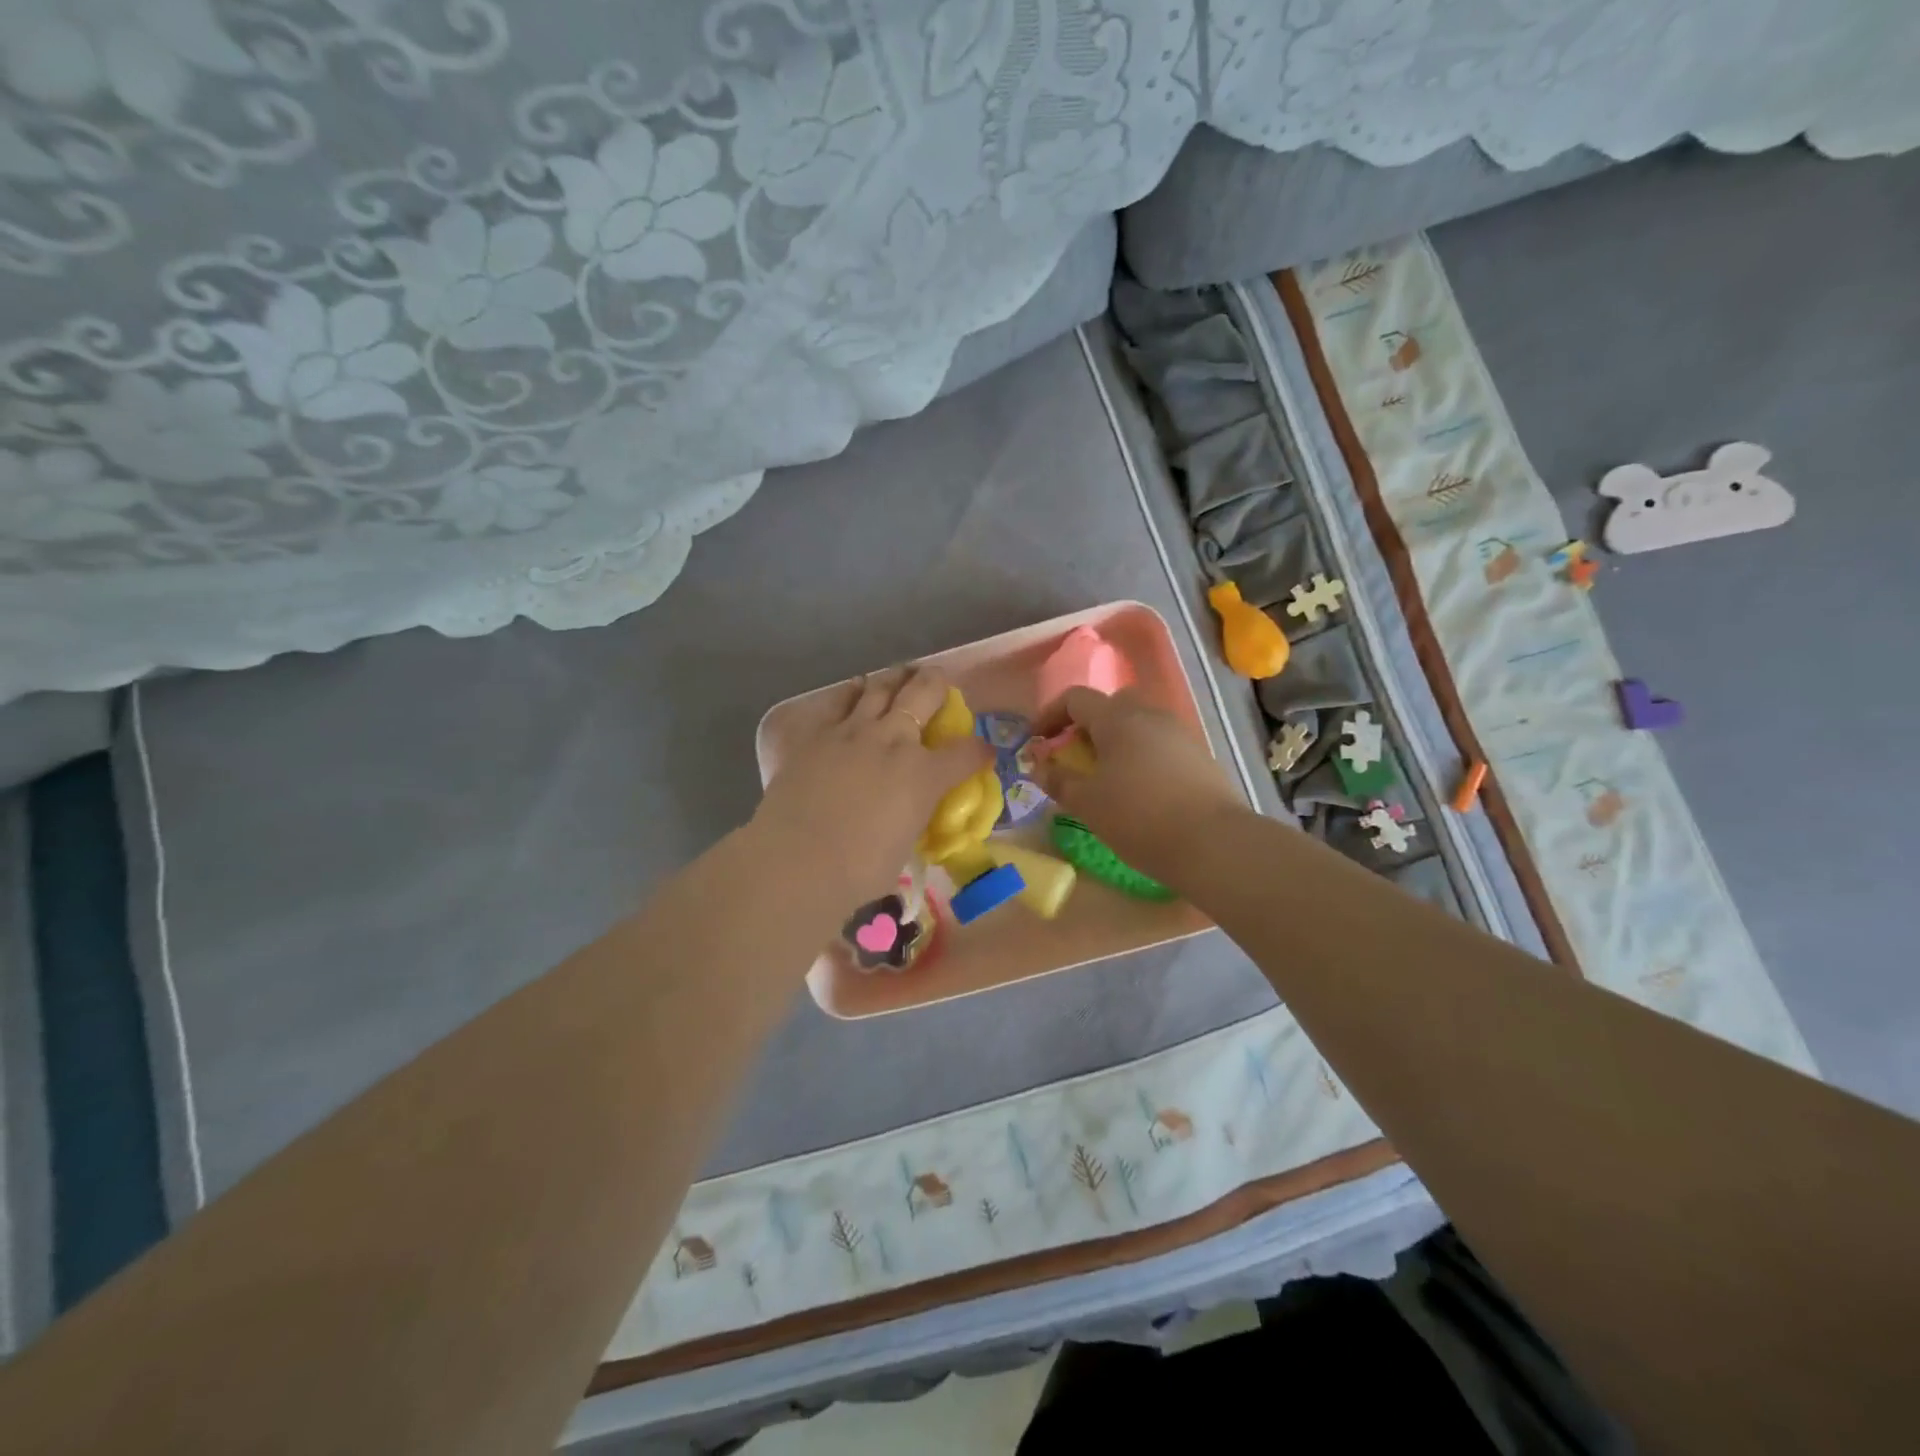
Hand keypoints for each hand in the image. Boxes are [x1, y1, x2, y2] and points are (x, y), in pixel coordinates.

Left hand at [753, 665, 991, 898]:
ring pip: (880, 688)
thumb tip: (910, 816)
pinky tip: (854, 689)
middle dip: (936, 683)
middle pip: (923, 694)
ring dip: (895, 678)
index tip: (983, 753)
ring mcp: (852, 731)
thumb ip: (912, 821)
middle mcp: (893, 741)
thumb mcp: (903, 847)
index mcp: (924, 775)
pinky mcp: (816, 733)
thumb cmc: (857, 870)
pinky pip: (838, 701)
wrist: (796, 861)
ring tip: (900, 673)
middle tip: (938, 679)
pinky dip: (851, 692)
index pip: (966, 753)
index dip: (979, 751)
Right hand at [1032, 688, 1245, 888]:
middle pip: (1111, 705)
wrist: (1213, 843)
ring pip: (1138, 725)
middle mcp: (1150, 715)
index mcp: (1117, 718)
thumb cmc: (1138, 817)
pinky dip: (1140, 758)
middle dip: (1087, 725)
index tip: (1037, 742)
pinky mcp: (1199, 757)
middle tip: (1075, 756)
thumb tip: (1040, 767)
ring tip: (1105, 778)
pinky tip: (1138, 791)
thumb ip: (1058, 780)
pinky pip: (1159, 745)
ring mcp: (1179, 734)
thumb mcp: (1086, 803)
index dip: (1049, 715)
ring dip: (1116, 742)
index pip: (1075, 698)